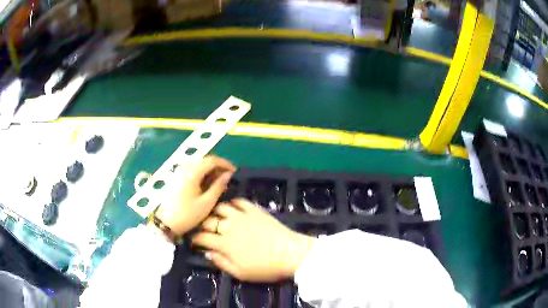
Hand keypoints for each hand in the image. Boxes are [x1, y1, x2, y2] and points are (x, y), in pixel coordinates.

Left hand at [155, 156, 235, 234]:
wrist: (166, 223)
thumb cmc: (188, 215)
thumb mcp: (207, 203)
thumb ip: (218, 186)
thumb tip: (228, 175)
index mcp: (192, 172)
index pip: (212, 160)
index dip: (225, 164)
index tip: (235, 171)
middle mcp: (185, 168)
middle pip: (204, 160)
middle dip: (218, 166)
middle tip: (228, 177)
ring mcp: (179, 172)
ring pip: (198, 165)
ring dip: (210, 170)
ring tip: (219, 181)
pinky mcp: (176, 178)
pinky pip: (192, 170)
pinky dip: (201, 173)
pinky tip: (206, 184)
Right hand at [192, 199, 315, 281]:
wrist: (290, 254)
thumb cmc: (265, 268)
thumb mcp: (241, 273)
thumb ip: (221, 263)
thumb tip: (208, 253)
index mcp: (224, 244)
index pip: (202, 237)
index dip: (195, 239)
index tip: (194, 242)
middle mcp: (230, 226)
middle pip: (208, 220)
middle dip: (202, 225)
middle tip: (204, 230)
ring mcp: (242, 216)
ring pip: (221, 207)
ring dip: (215, 212)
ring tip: (217, 218)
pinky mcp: (255, 210)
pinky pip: (239, 201)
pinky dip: (233, 204)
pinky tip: (233, 209)